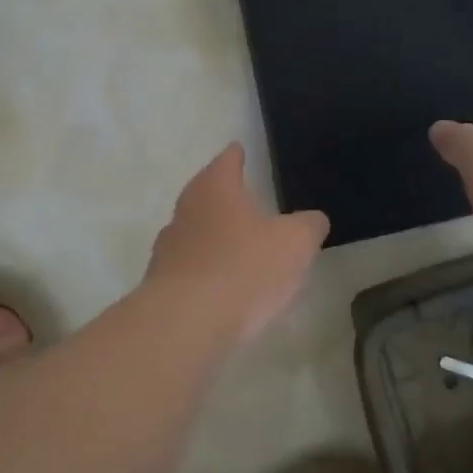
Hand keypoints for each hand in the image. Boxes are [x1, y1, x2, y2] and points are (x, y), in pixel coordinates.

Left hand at [145, 144, 329, 344]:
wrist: (186, 321)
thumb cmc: (245, 268)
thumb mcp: (295, 244)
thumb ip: (308, 225)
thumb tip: (312, 219)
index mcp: (215, 187)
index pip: (227, 160)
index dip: (237, 155)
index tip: (239, 151)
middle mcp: (186, 208)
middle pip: (205, 192)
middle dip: (223, 195)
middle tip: (244, 200)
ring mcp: (169, 244)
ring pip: (194, 229)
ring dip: (212, 234)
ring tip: (235, 244)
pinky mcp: (160, 280)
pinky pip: (188, 264)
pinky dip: (203, 267)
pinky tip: (219, 283)